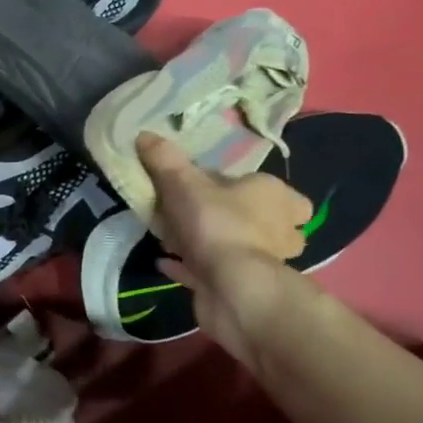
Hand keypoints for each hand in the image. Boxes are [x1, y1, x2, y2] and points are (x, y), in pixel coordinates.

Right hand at [137, 132, 311, 364]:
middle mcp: (278, 228)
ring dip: (207, 243)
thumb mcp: (184, 184)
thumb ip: (165, 160)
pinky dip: (190, 267)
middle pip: (256, 218)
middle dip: (225, 217)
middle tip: (189, 215)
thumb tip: (144, 134)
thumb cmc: (217, 224)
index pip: (269, 187)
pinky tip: (165, 262)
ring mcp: (262, 261)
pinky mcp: (242, 287)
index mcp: (275, 196)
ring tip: (171, 238)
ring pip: (235, 246)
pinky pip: (211, 272)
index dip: (240, 186)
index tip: (208, 189)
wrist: (232, 288)